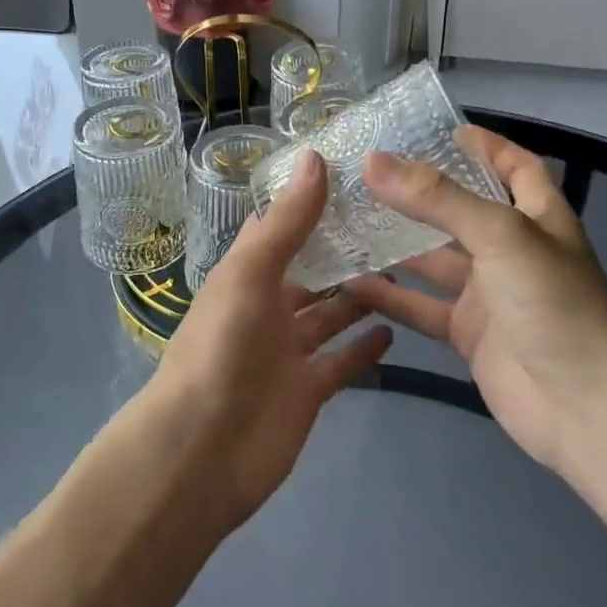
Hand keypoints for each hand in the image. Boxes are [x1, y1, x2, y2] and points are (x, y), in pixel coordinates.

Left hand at [147, 149, 391, 529]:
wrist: (202, 450)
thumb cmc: (221, 348)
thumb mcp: (250, 274)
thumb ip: (287, 222)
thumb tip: (316, 156)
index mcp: (246, 275)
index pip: (279, 228)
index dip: (309, 203)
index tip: (354, 177)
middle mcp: (266, 308)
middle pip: (310, 272)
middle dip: (342, 252)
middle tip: (395, 227)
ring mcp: (287, 352)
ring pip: (329, 315)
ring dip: (358, 297)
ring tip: (403, 271)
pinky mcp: (307, 391)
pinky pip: (341, 362)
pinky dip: (363, 348)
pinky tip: (395, 328)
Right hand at [341, 126, 606, 472]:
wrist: (586, 407)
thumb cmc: (554, 303)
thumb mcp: (499, 235)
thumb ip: (437, 198)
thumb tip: (373, 160)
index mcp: (536, 217)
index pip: (515, 167)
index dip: (486, 146)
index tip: (440, 130)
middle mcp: (511, 251)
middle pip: (461, 211)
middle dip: (419, 193)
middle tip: (365, 173)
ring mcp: (489, 295)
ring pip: (434, 260)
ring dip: (395, 243)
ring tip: (345, 219)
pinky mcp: (469, 335)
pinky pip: (422, 307)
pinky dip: (390, 296)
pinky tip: (351, 281)